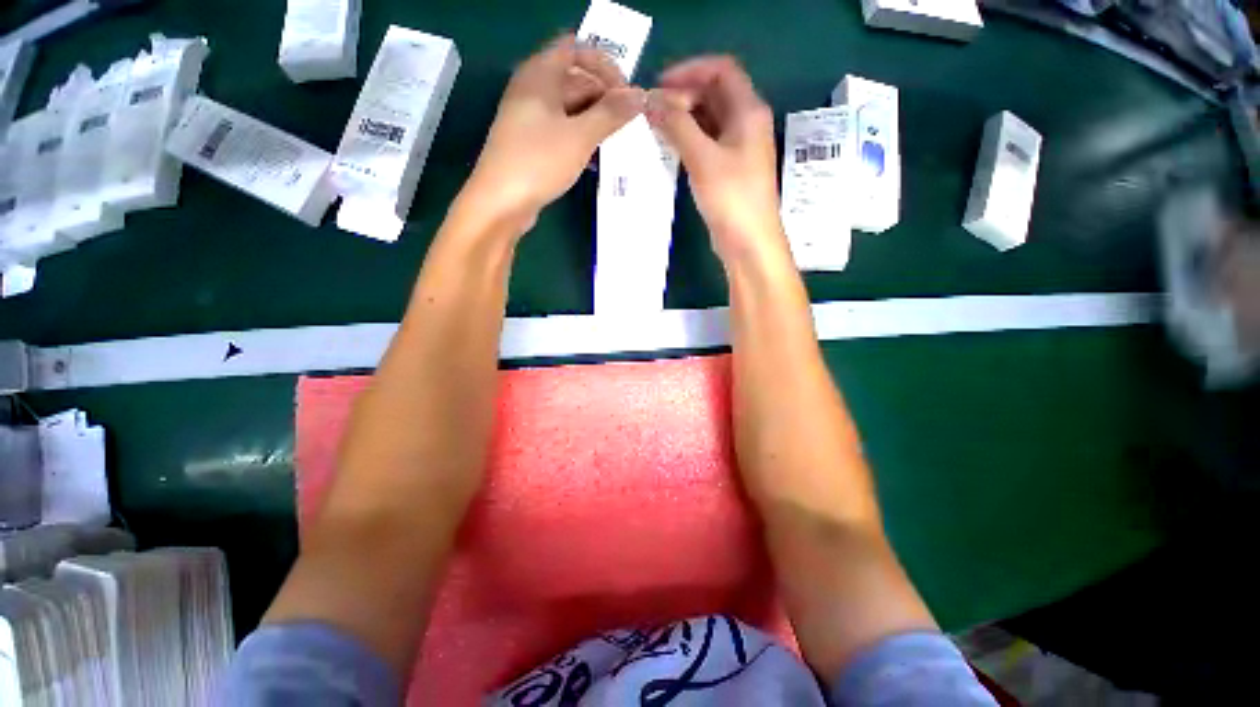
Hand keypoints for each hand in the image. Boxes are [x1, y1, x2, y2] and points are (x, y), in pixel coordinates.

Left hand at [465, 35, 645, 224]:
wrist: (501, 202)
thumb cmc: (539, 161)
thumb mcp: (580, 136)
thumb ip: (611, 113)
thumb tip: (640, 95)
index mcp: (540, 74)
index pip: (577, 49)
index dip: (606, 66)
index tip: (627, 94)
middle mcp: (533, 89)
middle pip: (575, 80)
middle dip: (604, 98)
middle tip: (628, 125)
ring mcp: (530, 118)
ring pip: (570, 109)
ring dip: (595, 122)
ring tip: (616, 143)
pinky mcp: (532, 144)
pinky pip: (562, 131)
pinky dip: (580, 139)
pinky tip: (595, 159)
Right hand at [647, 57, 786, 263]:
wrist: (749, 244)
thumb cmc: (732, 198)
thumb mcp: (703, 159)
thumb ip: (677, 126)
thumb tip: (650, 100)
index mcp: (749, 112)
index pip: (721, 71)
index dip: (689, 71)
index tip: (659, 87)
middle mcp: (747, 124)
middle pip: (714, 94)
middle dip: (683, 96)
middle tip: (653, 112)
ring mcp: (739, 149)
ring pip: (710, 120)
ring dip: (684, 119)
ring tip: (656, 129)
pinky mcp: (729, 171)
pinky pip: (708, 144)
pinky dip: (689, 141)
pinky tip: (670, 150)